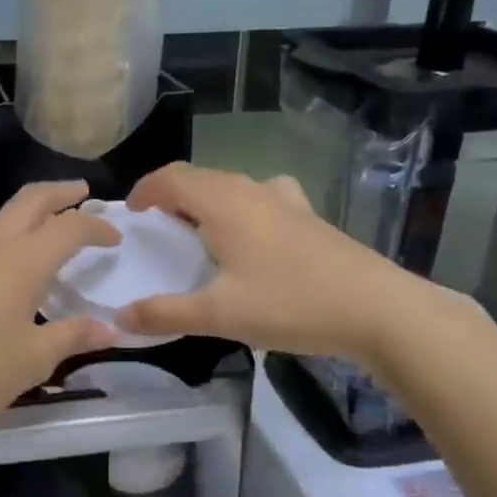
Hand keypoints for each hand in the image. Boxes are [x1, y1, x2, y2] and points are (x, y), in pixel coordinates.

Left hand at [0, 181, 118, 440]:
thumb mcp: (31, 361)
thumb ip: (72, 337)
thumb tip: (109, 329)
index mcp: (21, 262)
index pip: (68, 228)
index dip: (96, 226)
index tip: (115, 235)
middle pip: (29, 201)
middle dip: (59, 192)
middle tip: (82, 192)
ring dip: (28, 217)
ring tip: (46, 235)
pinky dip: (3, 243)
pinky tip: (3, 275)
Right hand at [116, 162, 434, 362]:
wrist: (377, 309)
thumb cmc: (291, 304)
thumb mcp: (220, 315)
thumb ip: (165, 314)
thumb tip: (119, 318)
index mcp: (224, 204)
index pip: (172, 178)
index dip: (145, 189)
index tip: (130, 213)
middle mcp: (252, 191)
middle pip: (201, 178)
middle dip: (172, 195)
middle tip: (157, 228)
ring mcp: (286, 201)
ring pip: (233, 186)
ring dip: (207, 200)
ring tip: (198, 232)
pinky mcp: (309, 217)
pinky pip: (262, 198)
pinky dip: (241, 207)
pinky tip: (253, 235)